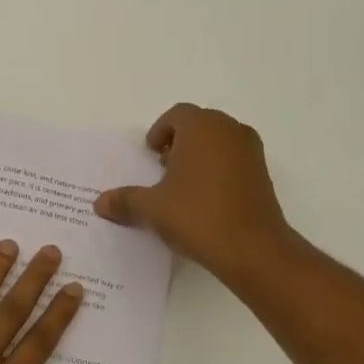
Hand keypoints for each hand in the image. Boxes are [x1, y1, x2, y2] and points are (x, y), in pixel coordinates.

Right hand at [95, 103, 292, 285]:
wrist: (252, 248)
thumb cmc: (197, 216)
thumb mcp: (152, 208)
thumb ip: (125, 200)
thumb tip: (99, 203)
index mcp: (201, 127)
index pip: (177, 115)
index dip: (159, 131)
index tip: (150, 154)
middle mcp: (229, 130)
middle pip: (200, 124)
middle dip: (179, 141)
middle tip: (163, 167)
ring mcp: (251, 151)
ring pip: (220, 141)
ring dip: (200, 154)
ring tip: (183, 185)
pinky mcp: (263, 173)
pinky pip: (234, 159)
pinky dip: (219, 168)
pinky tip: (206, 199)